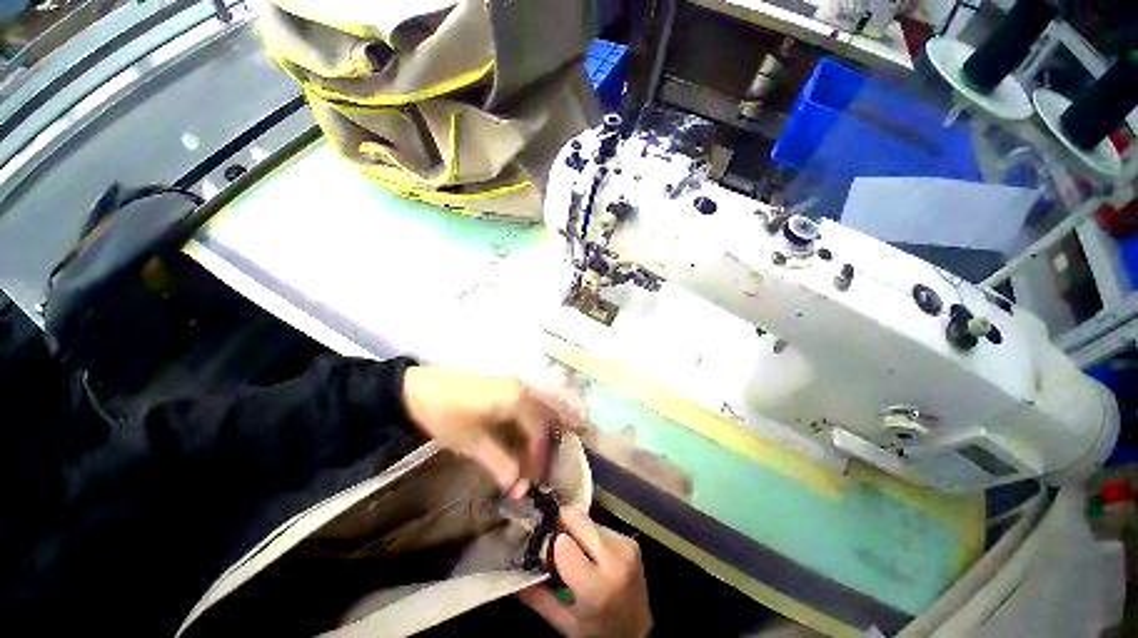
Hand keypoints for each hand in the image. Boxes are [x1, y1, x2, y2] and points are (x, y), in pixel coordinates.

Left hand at [401, 367, 583, 497]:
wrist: (420, 389)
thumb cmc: (446, 415)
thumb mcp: (471, 442)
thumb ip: (498, 463)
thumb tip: (518, 488)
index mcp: (516, 399)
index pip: (540, 430)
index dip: (541, 455)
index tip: (538, 477)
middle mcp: (522, 388)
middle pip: (550, 411)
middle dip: (565, 426)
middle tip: (583, 437)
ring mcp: (515, 384)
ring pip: (544, 403)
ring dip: (556, 417)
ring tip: (574, 428)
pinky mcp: (507, 385)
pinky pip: (533, 400)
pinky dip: (543, 411)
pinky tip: (545, 420)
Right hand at [519, 508, 651, 637]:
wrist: (639, 634)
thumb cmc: (598, 632)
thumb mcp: (565, 624)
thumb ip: (538, 598)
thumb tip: (513, 576)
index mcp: (596, 586)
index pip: (564, 544)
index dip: (551, 543)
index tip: (544, 548)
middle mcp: (614, 559)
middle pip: (578, 521)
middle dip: (562, 522)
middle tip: (551, 533)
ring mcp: (626, 547)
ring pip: (589, 520)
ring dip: (577, 529)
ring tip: (573, 548)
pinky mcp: (631, 541)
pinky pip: (602, 526)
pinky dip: (591, 534)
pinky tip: (590, 552)